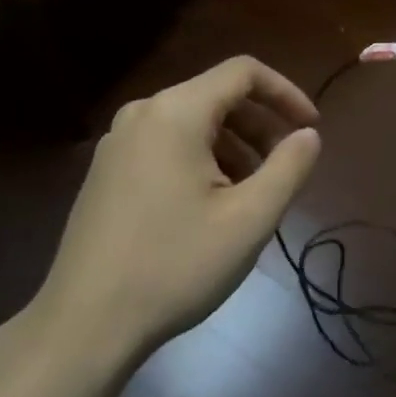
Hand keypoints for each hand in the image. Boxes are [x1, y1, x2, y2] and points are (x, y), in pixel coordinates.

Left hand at [6, 57, 321, 372]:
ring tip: (251, 192)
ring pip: (190, 123)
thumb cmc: (175, 266)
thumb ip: (289, 167)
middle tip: (285, 166)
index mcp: (176, 113)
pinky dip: (200, 159)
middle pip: (216, 96)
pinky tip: (210, 206)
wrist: (85, 324)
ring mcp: (116, 143)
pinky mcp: (104, 172)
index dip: (285, 92)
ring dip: (232, 145)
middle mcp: (142, 114)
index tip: (310, 128)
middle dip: (260, 125)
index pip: (242, 72)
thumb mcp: (249, 219)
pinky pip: (165, 145)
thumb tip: (309, 134)